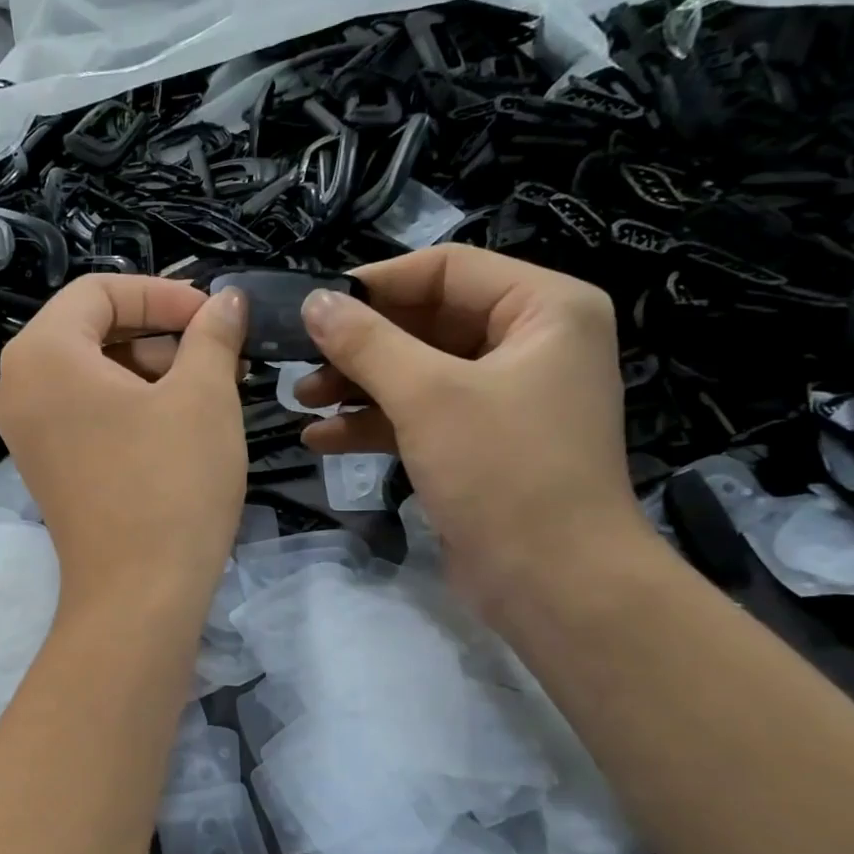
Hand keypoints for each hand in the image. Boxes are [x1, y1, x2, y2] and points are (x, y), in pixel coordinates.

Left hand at [0, 276, 247, 613]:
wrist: (138, 596)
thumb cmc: (171, 483)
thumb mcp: (204, 396)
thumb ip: (213, 334)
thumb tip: (226, 301)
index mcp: (43, 353)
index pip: (101, 291)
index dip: (164, 293)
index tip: (215, 316)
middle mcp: (19, 385)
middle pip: (92, 330)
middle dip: (160, 333)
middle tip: (218, 355)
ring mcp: (27, 431)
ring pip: (92, 373)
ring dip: (151, 370)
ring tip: (210, 391)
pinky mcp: (46, 466)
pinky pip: (85, 411)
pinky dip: (130, 404)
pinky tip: (179, 423)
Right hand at [296, 244, 650, 610]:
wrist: (555, 584)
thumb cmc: (503, 472)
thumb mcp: (428, 397)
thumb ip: (367, 343)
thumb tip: (313, 303)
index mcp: (543, 309)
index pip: (447, 269)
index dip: (376, 284)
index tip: (314, 307)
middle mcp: (530, 343)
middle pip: (427, 322)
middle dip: (360, 345)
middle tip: (299, 360)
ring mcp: (505, 397)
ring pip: (418, 372)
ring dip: (358, 386)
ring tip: (300, 400)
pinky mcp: (480, 444)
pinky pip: (421, 415)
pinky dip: (374, 423)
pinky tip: (321, 439)